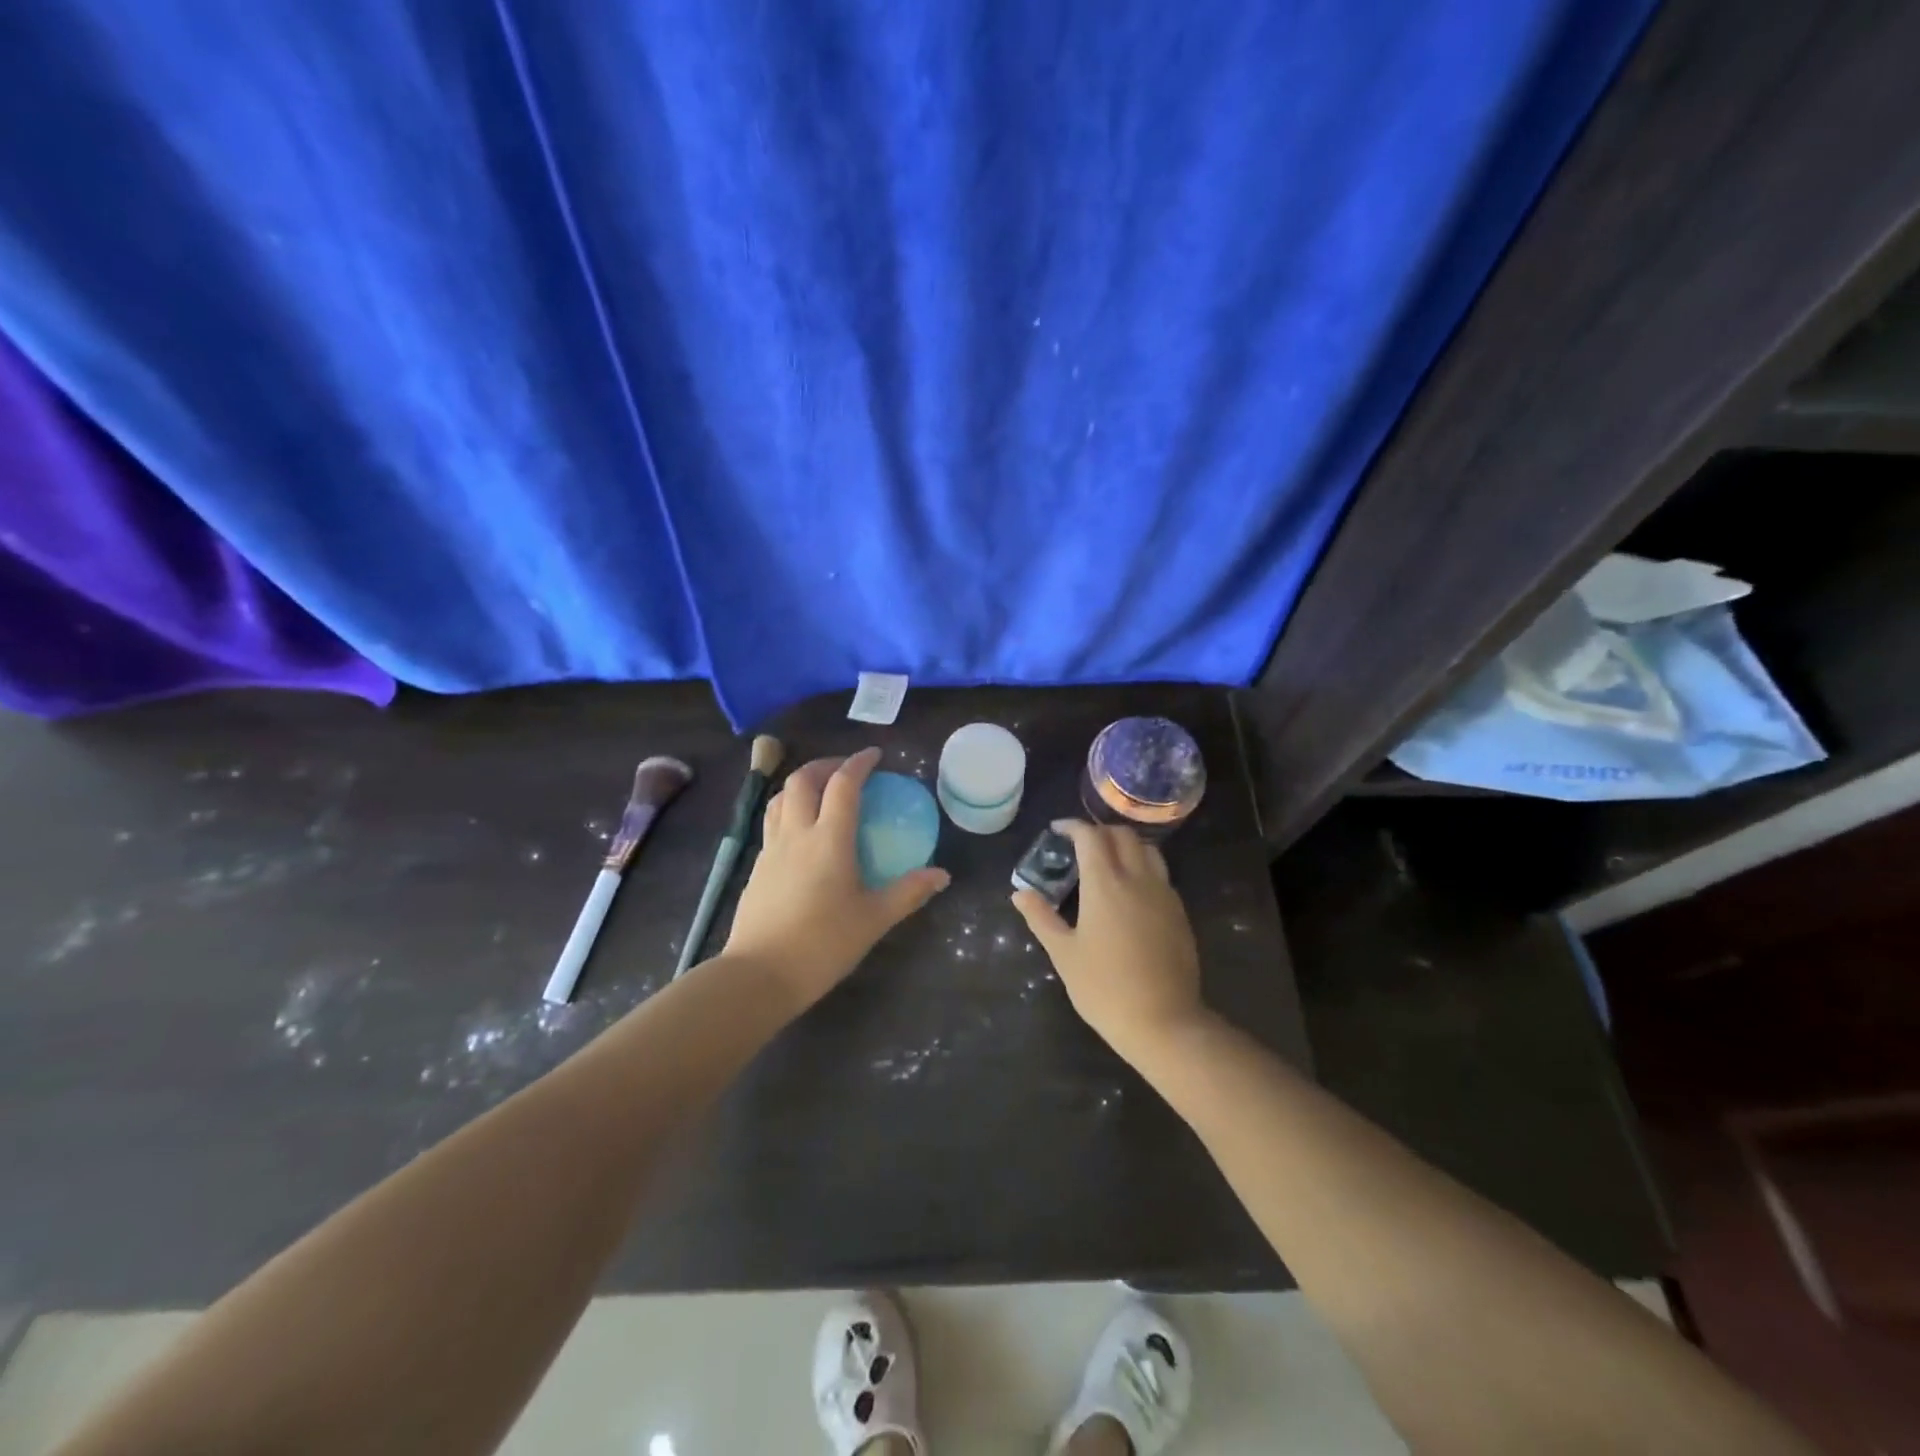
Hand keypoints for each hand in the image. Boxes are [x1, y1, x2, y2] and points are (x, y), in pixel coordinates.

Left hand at [724, 747, 949, 1008]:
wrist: (759, 974)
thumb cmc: (822, 944)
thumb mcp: (873, 919)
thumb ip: (908, 892)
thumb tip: (942, 875)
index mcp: (829, 839)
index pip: (842, 785)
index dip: (858, 763)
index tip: (875, 755)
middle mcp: (796, 834)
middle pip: (802, 781)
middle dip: (824, 765)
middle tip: (846, 770)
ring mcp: (771, 850)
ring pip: (779, 798)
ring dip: (801, 785)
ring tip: (820, 793)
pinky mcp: (756, 868)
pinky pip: (771, 824)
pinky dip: (788, 811)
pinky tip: (801, 834)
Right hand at [1011, 820, 1208, 1063]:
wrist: (1163, 1021)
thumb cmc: (1104, 988)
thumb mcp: (1063, 954)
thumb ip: (1041, 917)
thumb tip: (1020, 893)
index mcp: (1105, 883)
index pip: (1090, 836)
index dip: (1072, 827)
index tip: (1057, 830)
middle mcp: (1138, 878)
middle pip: (1122, 835)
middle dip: (1099, 832)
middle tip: (1079, 846)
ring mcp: (1163, 894)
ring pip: (1147, 849)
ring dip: (1125, 845)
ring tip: (1107, 861)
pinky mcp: (1179, 912)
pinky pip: (1160, 874)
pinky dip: (1143, 867)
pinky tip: (1130, 891)